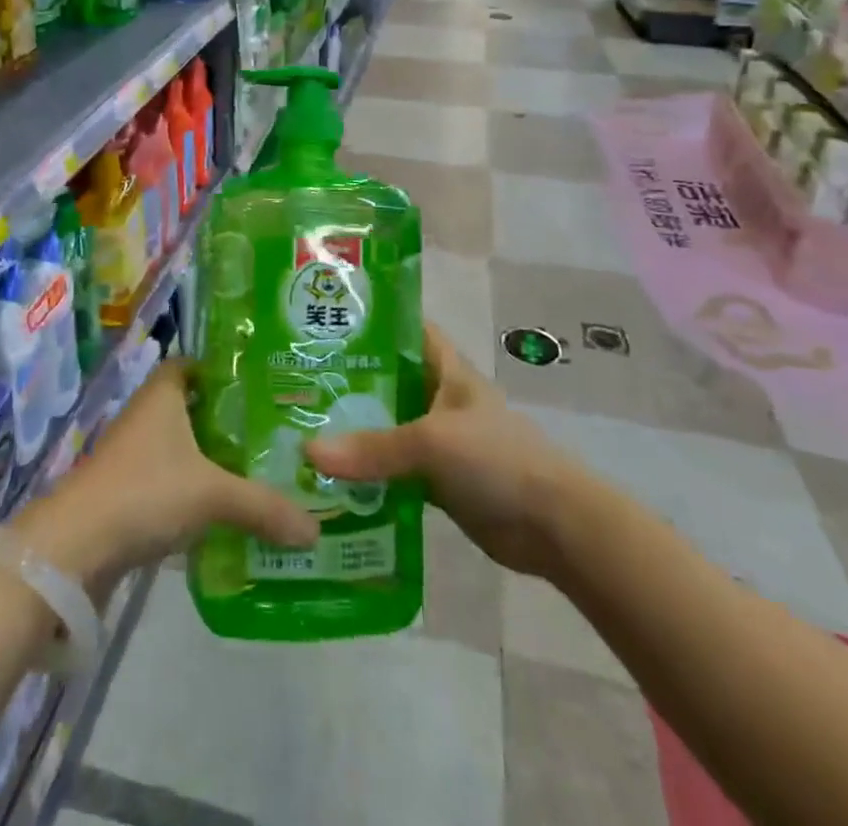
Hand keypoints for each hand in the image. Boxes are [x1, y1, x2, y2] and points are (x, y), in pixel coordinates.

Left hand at [14, 360, 318, 595]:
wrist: (75, 547)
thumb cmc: (145, 492)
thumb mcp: (213, 495)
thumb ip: (264, 507)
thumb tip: (315, 530)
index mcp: (162, 396)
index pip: (192, 365)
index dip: (221, 369)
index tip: (259, 383)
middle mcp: (146, 417)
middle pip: (191, 407)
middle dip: (227, 419)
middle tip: (273, 430)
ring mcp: (132, 456)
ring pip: (180, 447)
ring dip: (211, 458)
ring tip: (258, 470)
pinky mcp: (126, 493)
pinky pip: (169, 482)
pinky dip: (193, 491)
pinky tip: (224, 510)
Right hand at [305, 323, 572, 576]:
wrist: (553, 526)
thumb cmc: (497, 459)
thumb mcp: (432, 442)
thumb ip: (373, 447)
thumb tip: (308, 453)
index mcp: (445, 369)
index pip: (405, 329)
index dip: (371, 321)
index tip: (324, 321)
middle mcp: (438, 397)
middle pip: (387, 380)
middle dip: (347, 381)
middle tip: (293, 382)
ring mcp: (437, 440)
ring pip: (386, 426)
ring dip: (352, 431)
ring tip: (298, 428)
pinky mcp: (436, 480)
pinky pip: (392, 469)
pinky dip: (366, 473)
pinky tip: (328, 478)